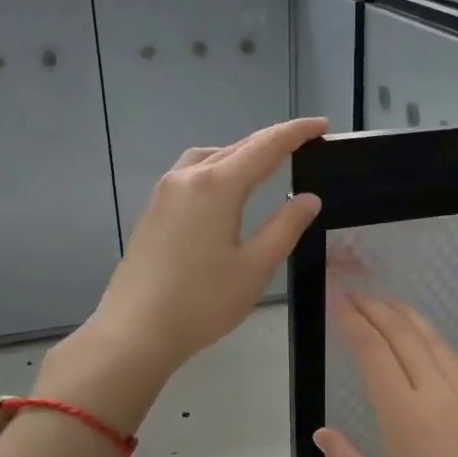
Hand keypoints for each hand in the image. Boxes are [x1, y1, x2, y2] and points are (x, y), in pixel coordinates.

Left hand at [89, 117, 327, 375]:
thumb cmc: (202, 302)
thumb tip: (308, 199)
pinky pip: (190, 176)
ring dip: (238, 155)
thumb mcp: (255, 267)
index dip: (296, 133)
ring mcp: (164, 194)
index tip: (321, 126)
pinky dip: (215, 171)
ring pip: (208, 159)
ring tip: (262, 166)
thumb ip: (285, 227)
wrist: (136, 331)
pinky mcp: (152, 212)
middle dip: (270, 142)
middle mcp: (188, 178)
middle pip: (235, 148)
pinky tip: (223, 194)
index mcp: (217, 186)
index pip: (266, 147)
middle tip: (301, 144)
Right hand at [314, 292, 457, 456]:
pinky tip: (427, 340)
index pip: (375, 353)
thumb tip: (322, 434)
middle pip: (405, 336)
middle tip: (354, 292)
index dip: (354, 322)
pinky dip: (434, 339)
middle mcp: (440, 396)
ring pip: (435, 342)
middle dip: (377, 309)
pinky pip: (456, 360)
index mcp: (407, 418)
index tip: (337, 301)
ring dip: (407, 316)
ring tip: (386, 303)